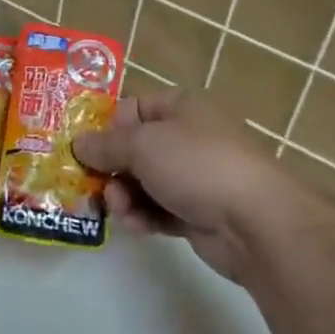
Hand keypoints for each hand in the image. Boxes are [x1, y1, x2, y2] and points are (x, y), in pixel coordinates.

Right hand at [73, 88, 308, 282]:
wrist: (256, 222)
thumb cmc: (196, 165)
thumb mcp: (142, 145)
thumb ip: (105, 145)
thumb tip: (78, 143)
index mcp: (180, 108)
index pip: (133, 107)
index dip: (107, 124)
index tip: (82, 146)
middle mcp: (187, 138)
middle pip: (134, 148)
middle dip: (110, 167)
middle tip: (91, 184)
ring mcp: (194, 177)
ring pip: (143, 182)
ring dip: (124, 196)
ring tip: (119, 208)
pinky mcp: (197, 213)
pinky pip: (158, 210)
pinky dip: (144, 217)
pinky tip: (136, 226)